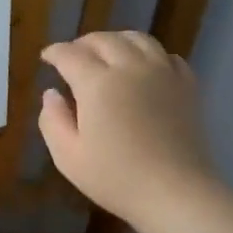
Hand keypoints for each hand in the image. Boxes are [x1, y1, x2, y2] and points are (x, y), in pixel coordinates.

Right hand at [39, 32, 219, 227]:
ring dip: (116, 41)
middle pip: (104, 40)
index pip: (70, 54)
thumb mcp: (67, 156)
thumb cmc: (115, 177)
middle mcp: (130, 68)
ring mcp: (163, 73)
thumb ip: (52, 120)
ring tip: (107, 55)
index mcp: (97, 83)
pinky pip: (167, 55)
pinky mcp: (186, 86)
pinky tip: (144, 69)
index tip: (46, 58)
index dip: (55, 52)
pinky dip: (150, 54)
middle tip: (73, 56)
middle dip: (83, 43)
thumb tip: (51, 94)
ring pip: (138, 39)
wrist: (176, 193)